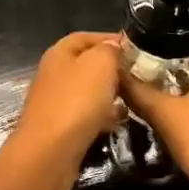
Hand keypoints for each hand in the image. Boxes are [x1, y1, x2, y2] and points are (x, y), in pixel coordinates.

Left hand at [8, 31, 125, 189]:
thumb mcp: (100, 64)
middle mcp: (54, 74)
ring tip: (133, 98)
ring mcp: (56, 102)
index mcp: (59, 53)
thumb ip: (109, 50)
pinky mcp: (61, 128)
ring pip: (88, 91)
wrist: (50, 153)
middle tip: (138, 75)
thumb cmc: (76, 101)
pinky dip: (103, 115)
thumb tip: (114, 46)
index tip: (136, 49)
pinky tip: (119, 122)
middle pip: (87, 64)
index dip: (110, 39)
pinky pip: (86, 114)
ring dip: (110, 93)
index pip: (86, 37)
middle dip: (112, 68)